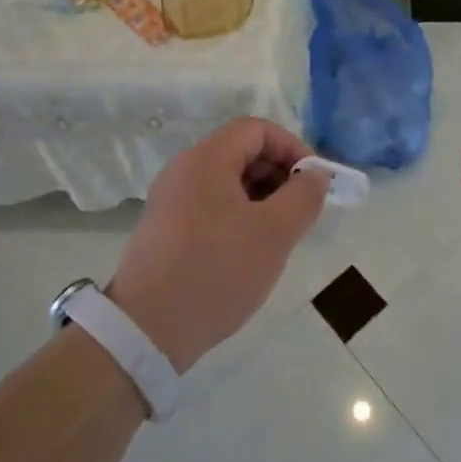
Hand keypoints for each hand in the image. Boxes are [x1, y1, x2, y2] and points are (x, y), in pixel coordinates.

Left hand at [109, 117, 329, 371]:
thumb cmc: (215, 271)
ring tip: (280, 235)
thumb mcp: (274, 233)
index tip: (314, 182)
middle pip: (242, 151)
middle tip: (301, 211)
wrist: (144, 331)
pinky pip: (211, 205)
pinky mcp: (166, 228)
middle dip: (279, 174)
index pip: (257, 129)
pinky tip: (250, 251)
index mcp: (207, 158)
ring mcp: (171, 199)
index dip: (292, 147)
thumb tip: (316, 174)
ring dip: (261, 197)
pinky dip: (239, 215)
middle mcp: (184, 169)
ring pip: (228, 181)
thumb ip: (303, 196)